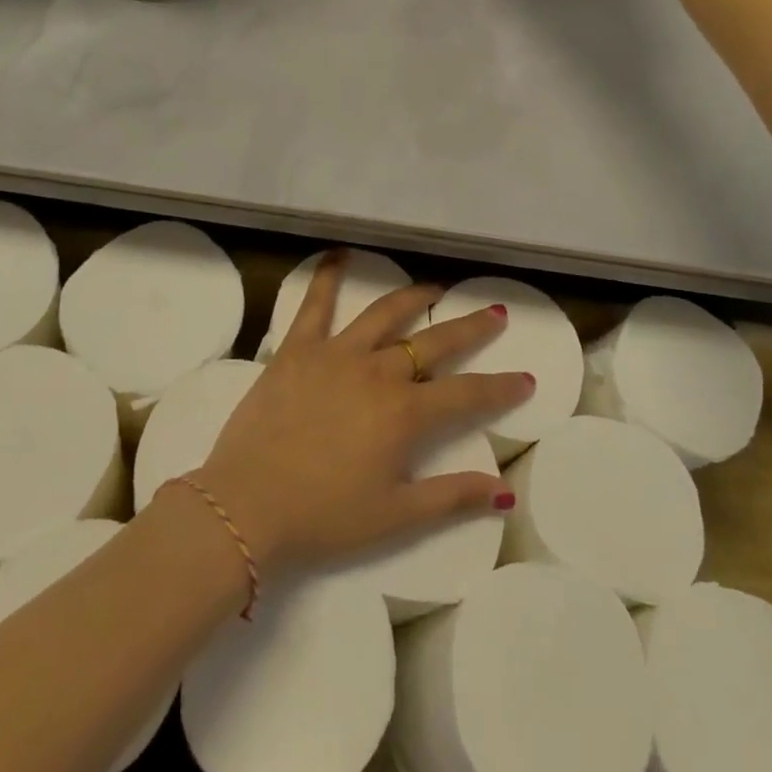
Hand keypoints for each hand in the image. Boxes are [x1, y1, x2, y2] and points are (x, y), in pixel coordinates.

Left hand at [191, 252, 532, 571]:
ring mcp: (336, 353)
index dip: (500, 387)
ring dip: (413, 297)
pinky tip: (339, 255)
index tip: (525, 378)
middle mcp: (378, 372)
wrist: (246, 506)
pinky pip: (315, 304)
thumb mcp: (395, 517)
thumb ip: (451, 497)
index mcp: (404, 413)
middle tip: (493, 313)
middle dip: (469, 328)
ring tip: (434, 287)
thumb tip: (504, 492)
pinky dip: (328, 276)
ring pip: (384, 314)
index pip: (467, 394)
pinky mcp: (297, 348)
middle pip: (433, 342)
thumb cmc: (323, 517)